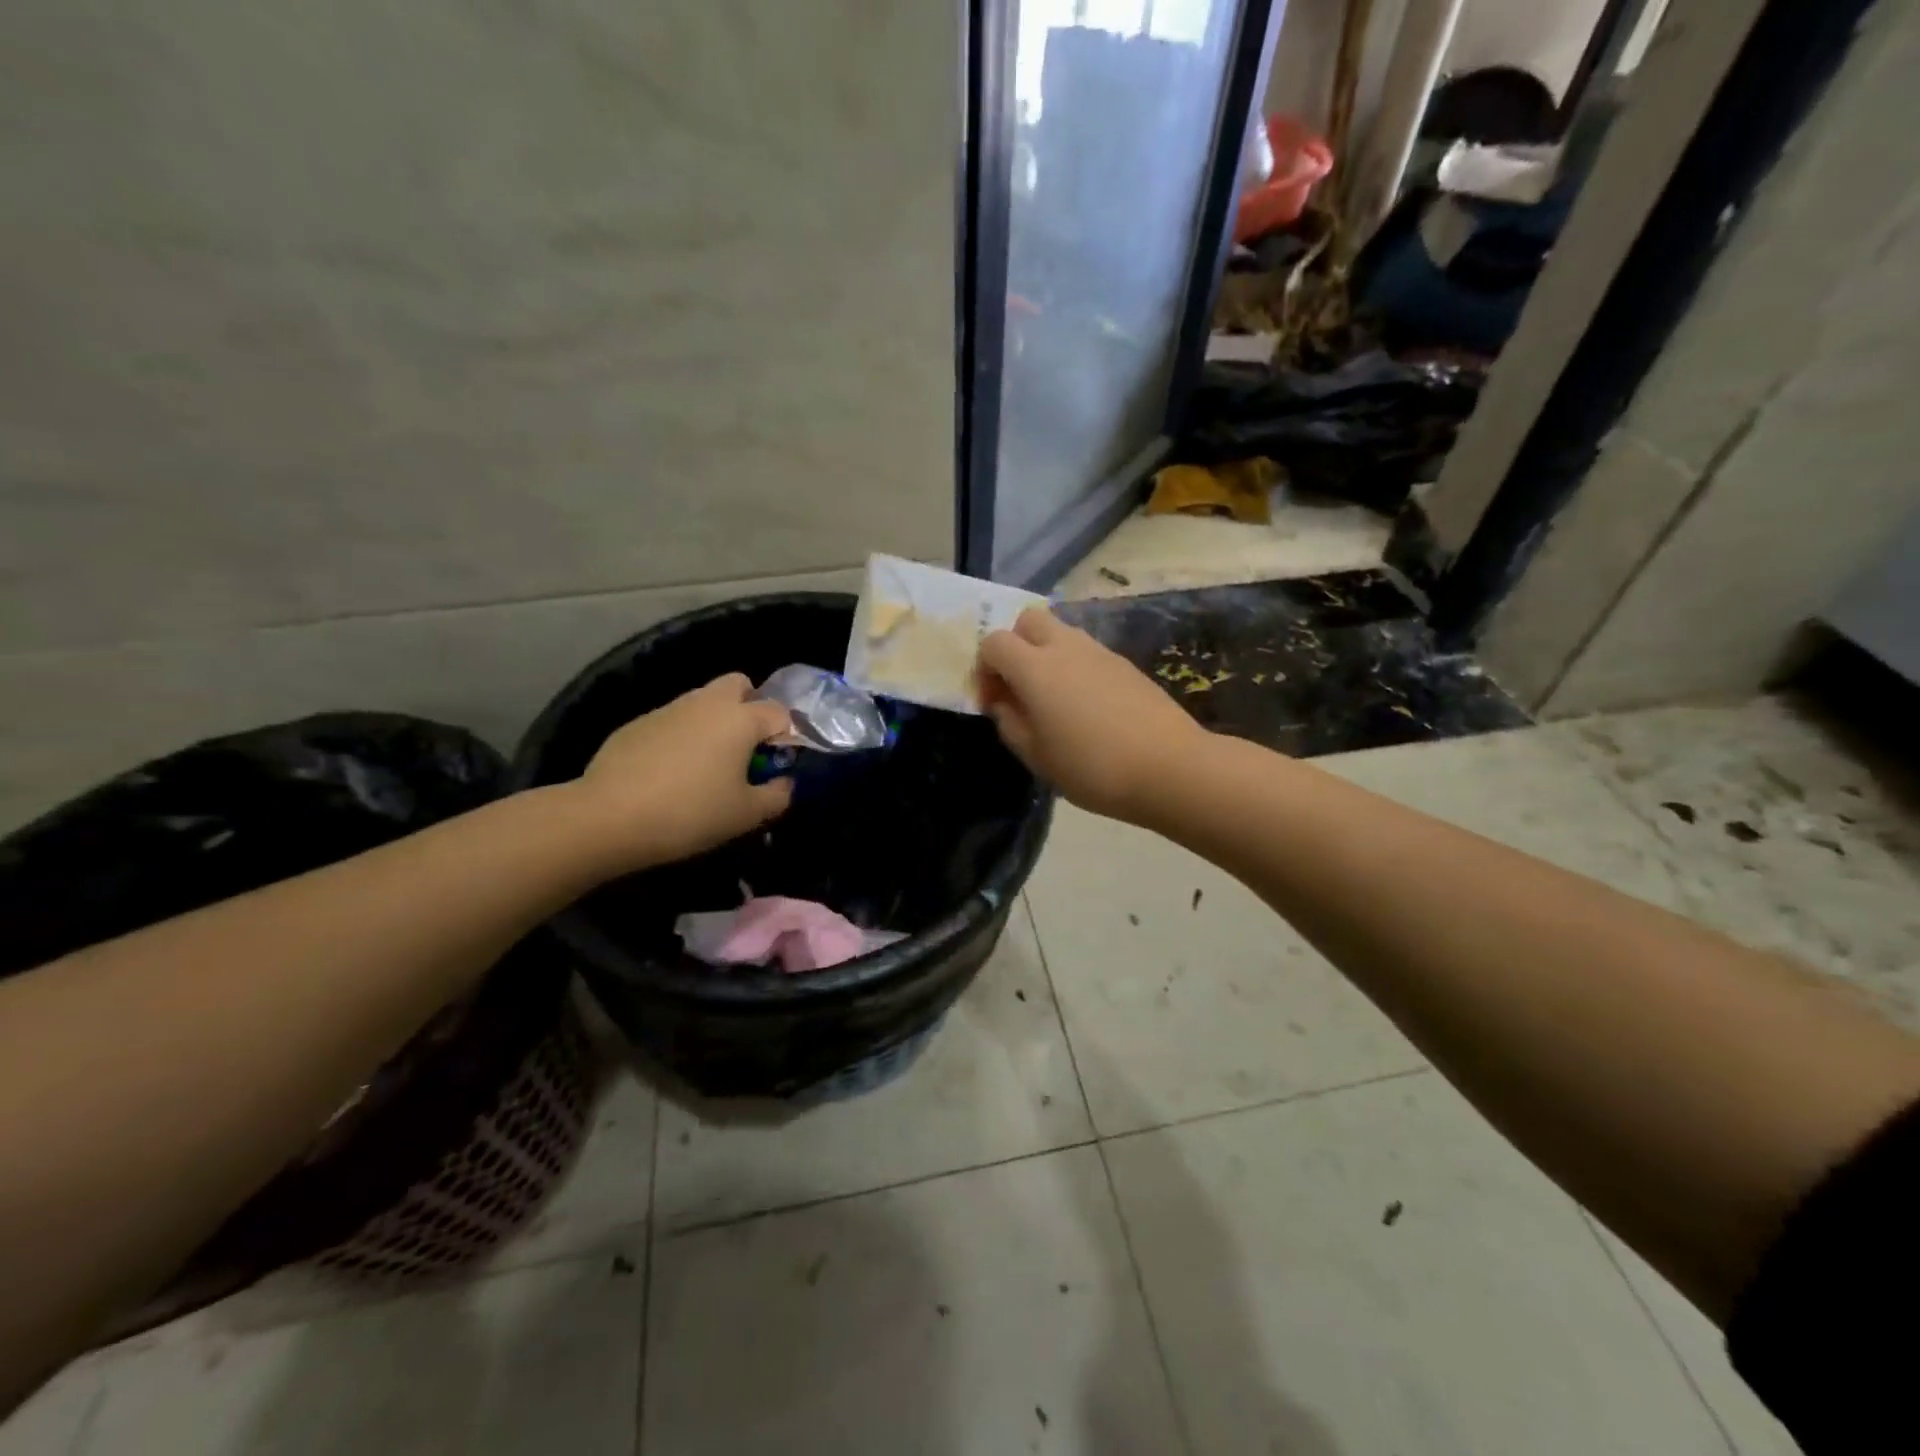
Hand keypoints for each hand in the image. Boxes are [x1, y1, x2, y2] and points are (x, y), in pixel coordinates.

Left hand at [573, 674, 793, 869]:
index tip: (777, 765)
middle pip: (739, 684)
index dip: (786, 736)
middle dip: (750, 706)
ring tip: (708, 763)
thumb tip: (785, 783)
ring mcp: (669, 709)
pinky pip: (673, 720)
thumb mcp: (746, 815)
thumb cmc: (691, 813)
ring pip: (703, 700)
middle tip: (747, 747)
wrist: (609, 817)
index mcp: (740, 719)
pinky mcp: (637, 723)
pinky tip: (671, 772)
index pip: (779, 712)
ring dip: (715, 721)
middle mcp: (707, 702)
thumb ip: (777, 796)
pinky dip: (683, 736)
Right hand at [978, 607, 1207, 822]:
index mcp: (1035, 668)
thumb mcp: (1037, 756)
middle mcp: (1065, 647)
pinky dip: (1074, 667)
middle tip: (1020, 687)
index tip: (993, 703)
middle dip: (1015, 646)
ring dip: (1046, 655)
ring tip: (1054, 700)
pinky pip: (1087, 652)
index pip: (994, 642)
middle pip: (1028, 621)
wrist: (1169, 767)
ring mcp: (1099, 652)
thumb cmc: (1092, 767)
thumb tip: (1003, 703)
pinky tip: (1086, 706)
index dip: (984, 669)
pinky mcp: (1125, 664)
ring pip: (1061, 632)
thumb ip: (1010, 723)